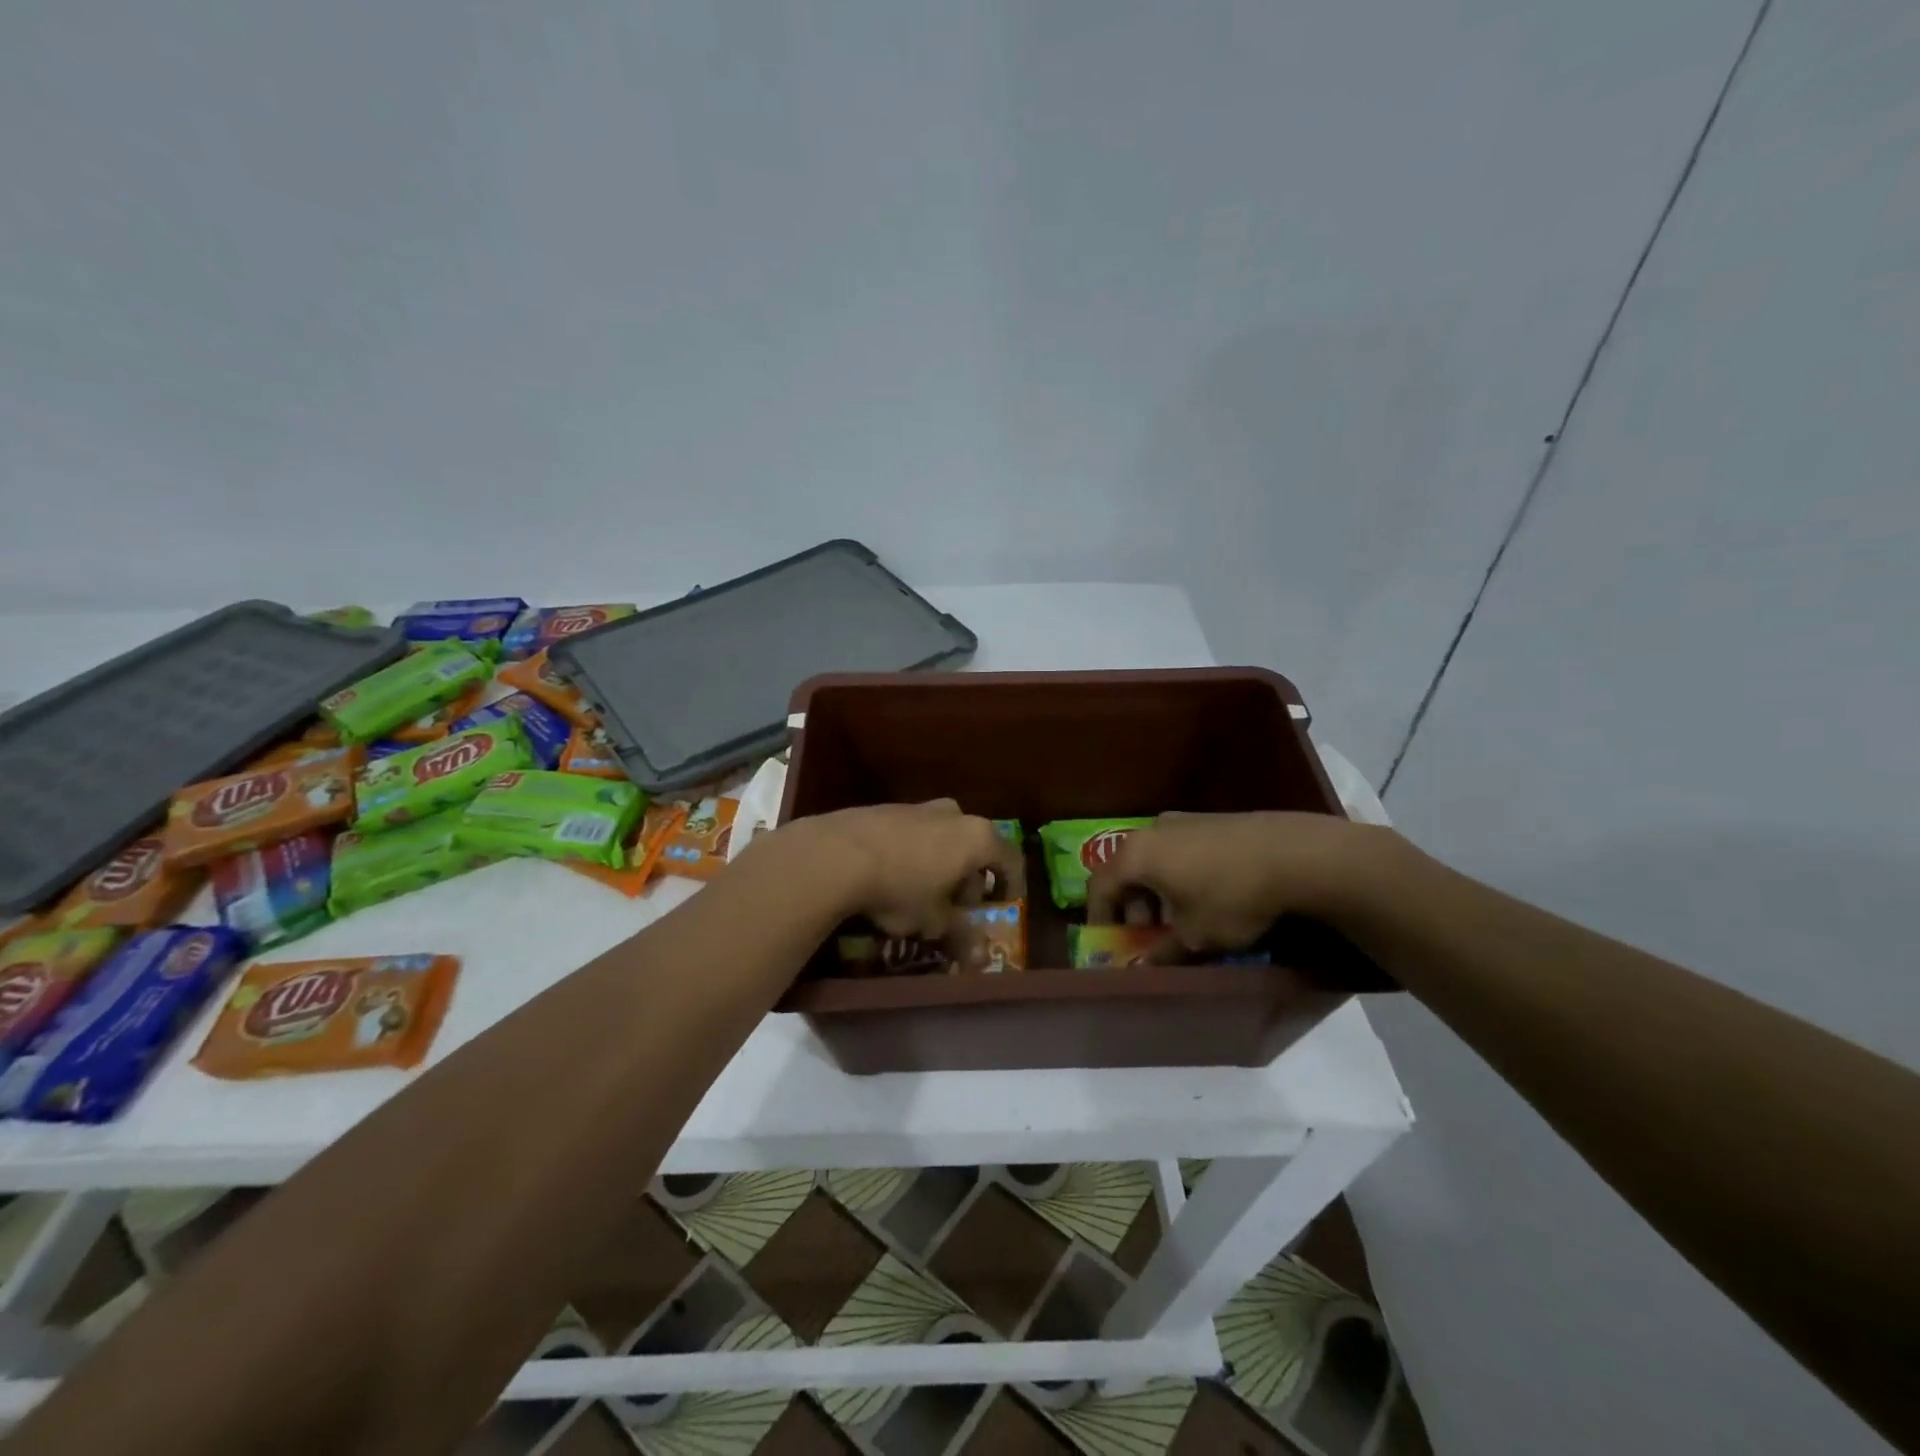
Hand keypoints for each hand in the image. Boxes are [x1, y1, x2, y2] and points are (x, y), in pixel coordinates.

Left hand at [786, 800, 1023, 938]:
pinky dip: (915, 853)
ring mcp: (918, 807)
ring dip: (942, 864)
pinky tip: (893, 876)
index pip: (1011, 858)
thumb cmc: (900, 888)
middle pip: (976, 846)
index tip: (1003, 904)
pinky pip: (914, 833)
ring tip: (923, 893)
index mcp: (977, 837)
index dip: (1011, 884)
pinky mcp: (886, 808)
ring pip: (944, 837)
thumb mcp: (934, 920)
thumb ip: (962, 936)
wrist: (836, 854)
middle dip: (971, 877)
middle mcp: (954, 814)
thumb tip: (982, 958)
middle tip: (958, 905)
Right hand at [1086, 811, 1389, 955]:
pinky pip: (1180, 850)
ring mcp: (1184, 820)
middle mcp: (1152, 830)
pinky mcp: (1212, 820)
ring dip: (1157, 890)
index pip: (1099, 885)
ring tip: (1181, 918)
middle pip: (1127, 870)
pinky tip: (1207, 896)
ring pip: (1155, 859)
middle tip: (1149, 934)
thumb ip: (1163, 951)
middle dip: (1132, 905)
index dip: (1099, 916)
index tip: (1108, 941)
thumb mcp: (1195, 936)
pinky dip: (1180, 875)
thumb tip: (1146, 965)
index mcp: (1137, 855)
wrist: (1296, 855)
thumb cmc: (1231, 897)